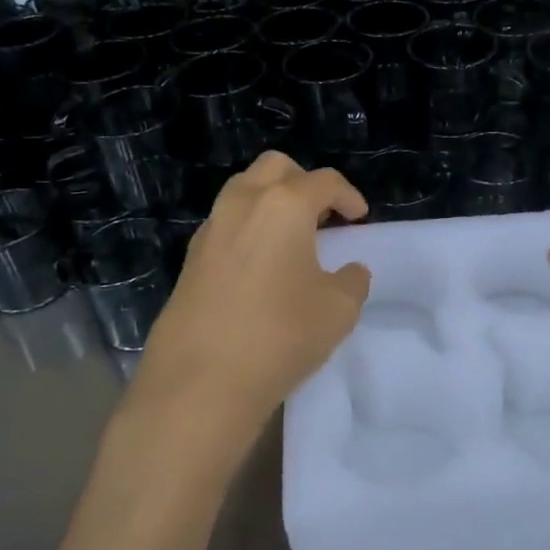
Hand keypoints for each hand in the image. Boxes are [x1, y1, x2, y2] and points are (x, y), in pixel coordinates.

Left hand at [128, 152, 370, 448]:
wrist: (200, 382)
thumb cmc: (280, 335)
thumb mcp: (338, 310)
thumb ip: (352, 281)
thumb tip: (349, 271)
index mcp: (283, 205)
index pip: (323, 181)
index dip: (348, 195)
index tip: (359, 218)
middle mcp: (243, 204)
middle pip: (274, 168)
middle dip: (303, 182)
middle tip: (321, 214)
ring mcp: (210, 229)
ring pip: (243, 190)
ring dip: (270, 201)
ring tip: (290, 238)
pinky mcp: (190, 258)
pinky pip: (225, 224)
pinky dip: (248, 228)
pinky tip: (260, 266)